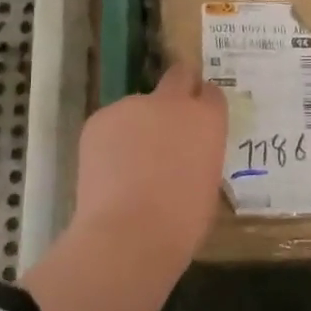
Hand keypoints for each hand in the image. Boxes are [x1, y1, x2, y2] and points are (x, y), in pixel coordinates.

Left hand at [71, 62, 227, 273]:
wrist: (128, 234)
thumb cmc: (181, 222)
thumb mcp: (207, 184)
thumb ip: (198, 155)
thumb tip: (185, 155)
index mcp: (207, 119)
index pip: (211, 94)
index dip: (203, 105)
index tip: (197, 121)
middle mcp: (172, 102)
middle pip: (178, 76)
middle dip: (176, 89)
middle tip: (167, 119)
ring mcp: (132, 106)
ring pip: (137, 108)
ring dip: (137, 127)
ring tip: (128, 166)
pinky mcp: (99, 118)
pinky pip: (110, 124)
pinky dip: (110, 142)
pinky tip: (108, 172)